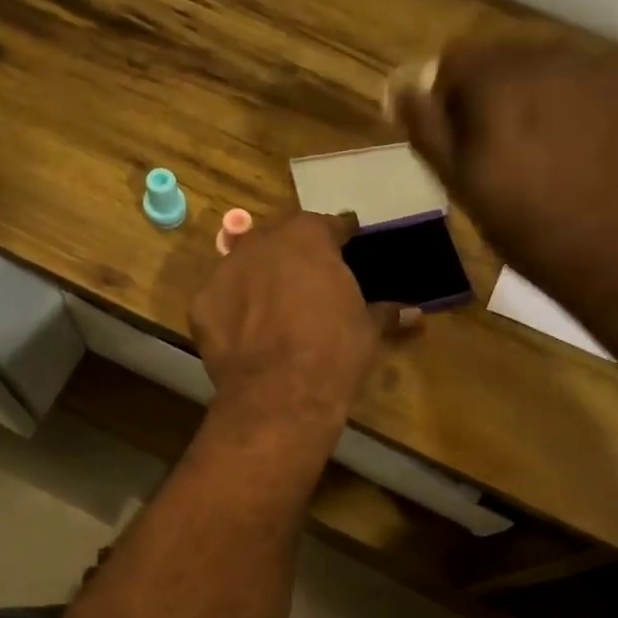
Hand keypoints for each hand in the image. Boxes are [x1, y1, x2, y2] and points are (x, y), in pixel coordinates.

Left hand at [191, 212, 413, 430]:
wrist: (280, 394)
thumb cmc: (334, 352)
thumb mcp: (367, 330)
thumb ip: (386, 313)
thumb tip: (416, 314)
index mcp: (307, 238)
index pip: (327, 224)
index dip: (339, 235)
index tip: (348, 243)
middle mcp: (262, 244)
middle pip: (279, 238)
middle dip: (293, 253)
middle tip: (307, 278)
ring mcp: (226, 271)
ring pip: (244, 265)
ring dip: (258, 278)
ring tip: (273, 307)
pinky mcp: (201, 304)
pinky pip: (221, 299)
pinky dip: (232, 310)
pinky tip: (245, 333)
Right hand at [387, 38, 617, 307]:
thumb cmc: (528, 229)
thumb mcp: (462, 186)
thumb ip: (427, 129)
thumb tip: (399, 86)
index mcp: (499, 78)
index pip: (454, 60)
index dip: (445, 98)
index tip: (452, 141)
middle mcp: (550, 58)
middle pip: (502, 60)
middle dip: (489, 97)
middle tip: (493, 154)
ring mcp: (599, 72)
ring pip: (546, 72)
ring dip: (531, 101)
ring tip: (537, 157)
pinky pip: (586, 89)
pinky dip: (571, 111)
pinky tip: (577, 156)